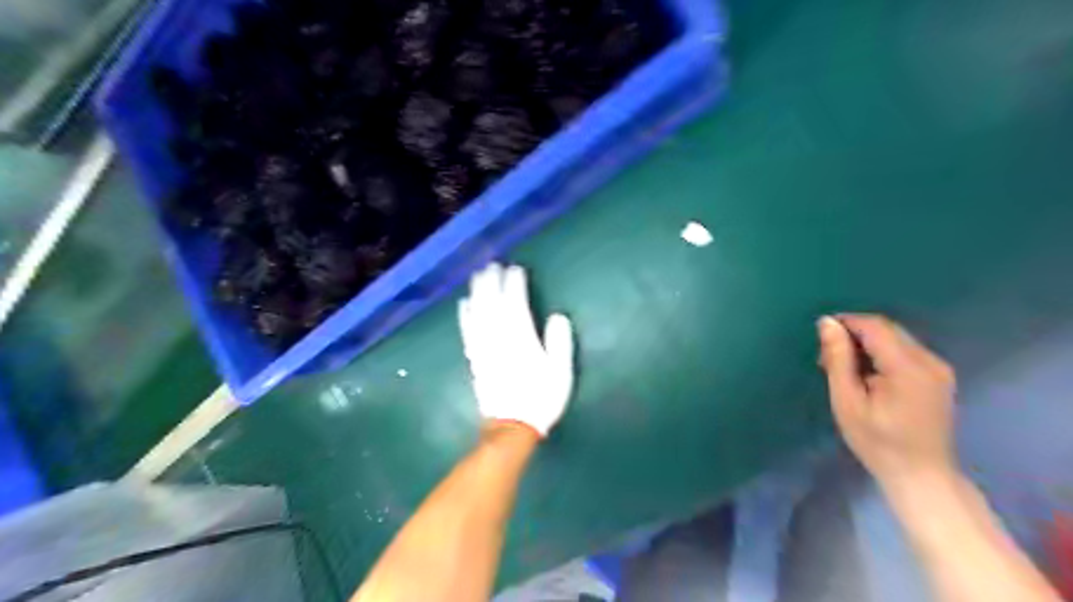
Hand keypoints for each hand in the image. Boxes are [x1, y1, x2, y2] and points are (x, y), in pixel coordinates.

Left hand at [460, 264, 579, 437]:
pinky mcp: (475, 358)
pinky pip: (467, 331)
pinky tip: (464, 304)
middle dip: (492, 281)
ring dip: (477, 292)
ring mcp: (484, 348)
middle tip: (493, 264)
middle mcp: (499, 338)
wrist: (512, 426)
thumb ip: (560, 342)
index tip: (516, 269)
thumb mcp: (560, 372)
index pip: (515, 303)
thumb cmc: (541, 398)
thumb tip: (558, 316)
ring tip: (478, 276)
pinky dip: (465, 315)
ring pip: (477, 313)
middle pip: (492, 303)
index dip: (515, 284)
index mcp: (521, 339)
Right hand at [820, 313, 960, 491]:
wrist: (921, 476)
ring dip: (866, 344)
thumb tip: (827, 322)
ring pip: (895, 338)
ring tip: (844, 368)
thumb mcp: (847, 401)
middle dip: (854, 334)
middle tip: (827, 357)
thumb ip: (838, 359)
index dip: (846, 323)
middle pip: (887, 329)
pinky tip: (867, 375)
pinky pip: (905, 351)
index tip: (820, 337)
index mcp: (908, 368)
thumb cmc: (877, 442)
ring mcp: (939, 368)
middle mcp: (930, 361)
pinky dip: (881, 354)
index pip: (875, 326)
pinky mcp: (939, 376)